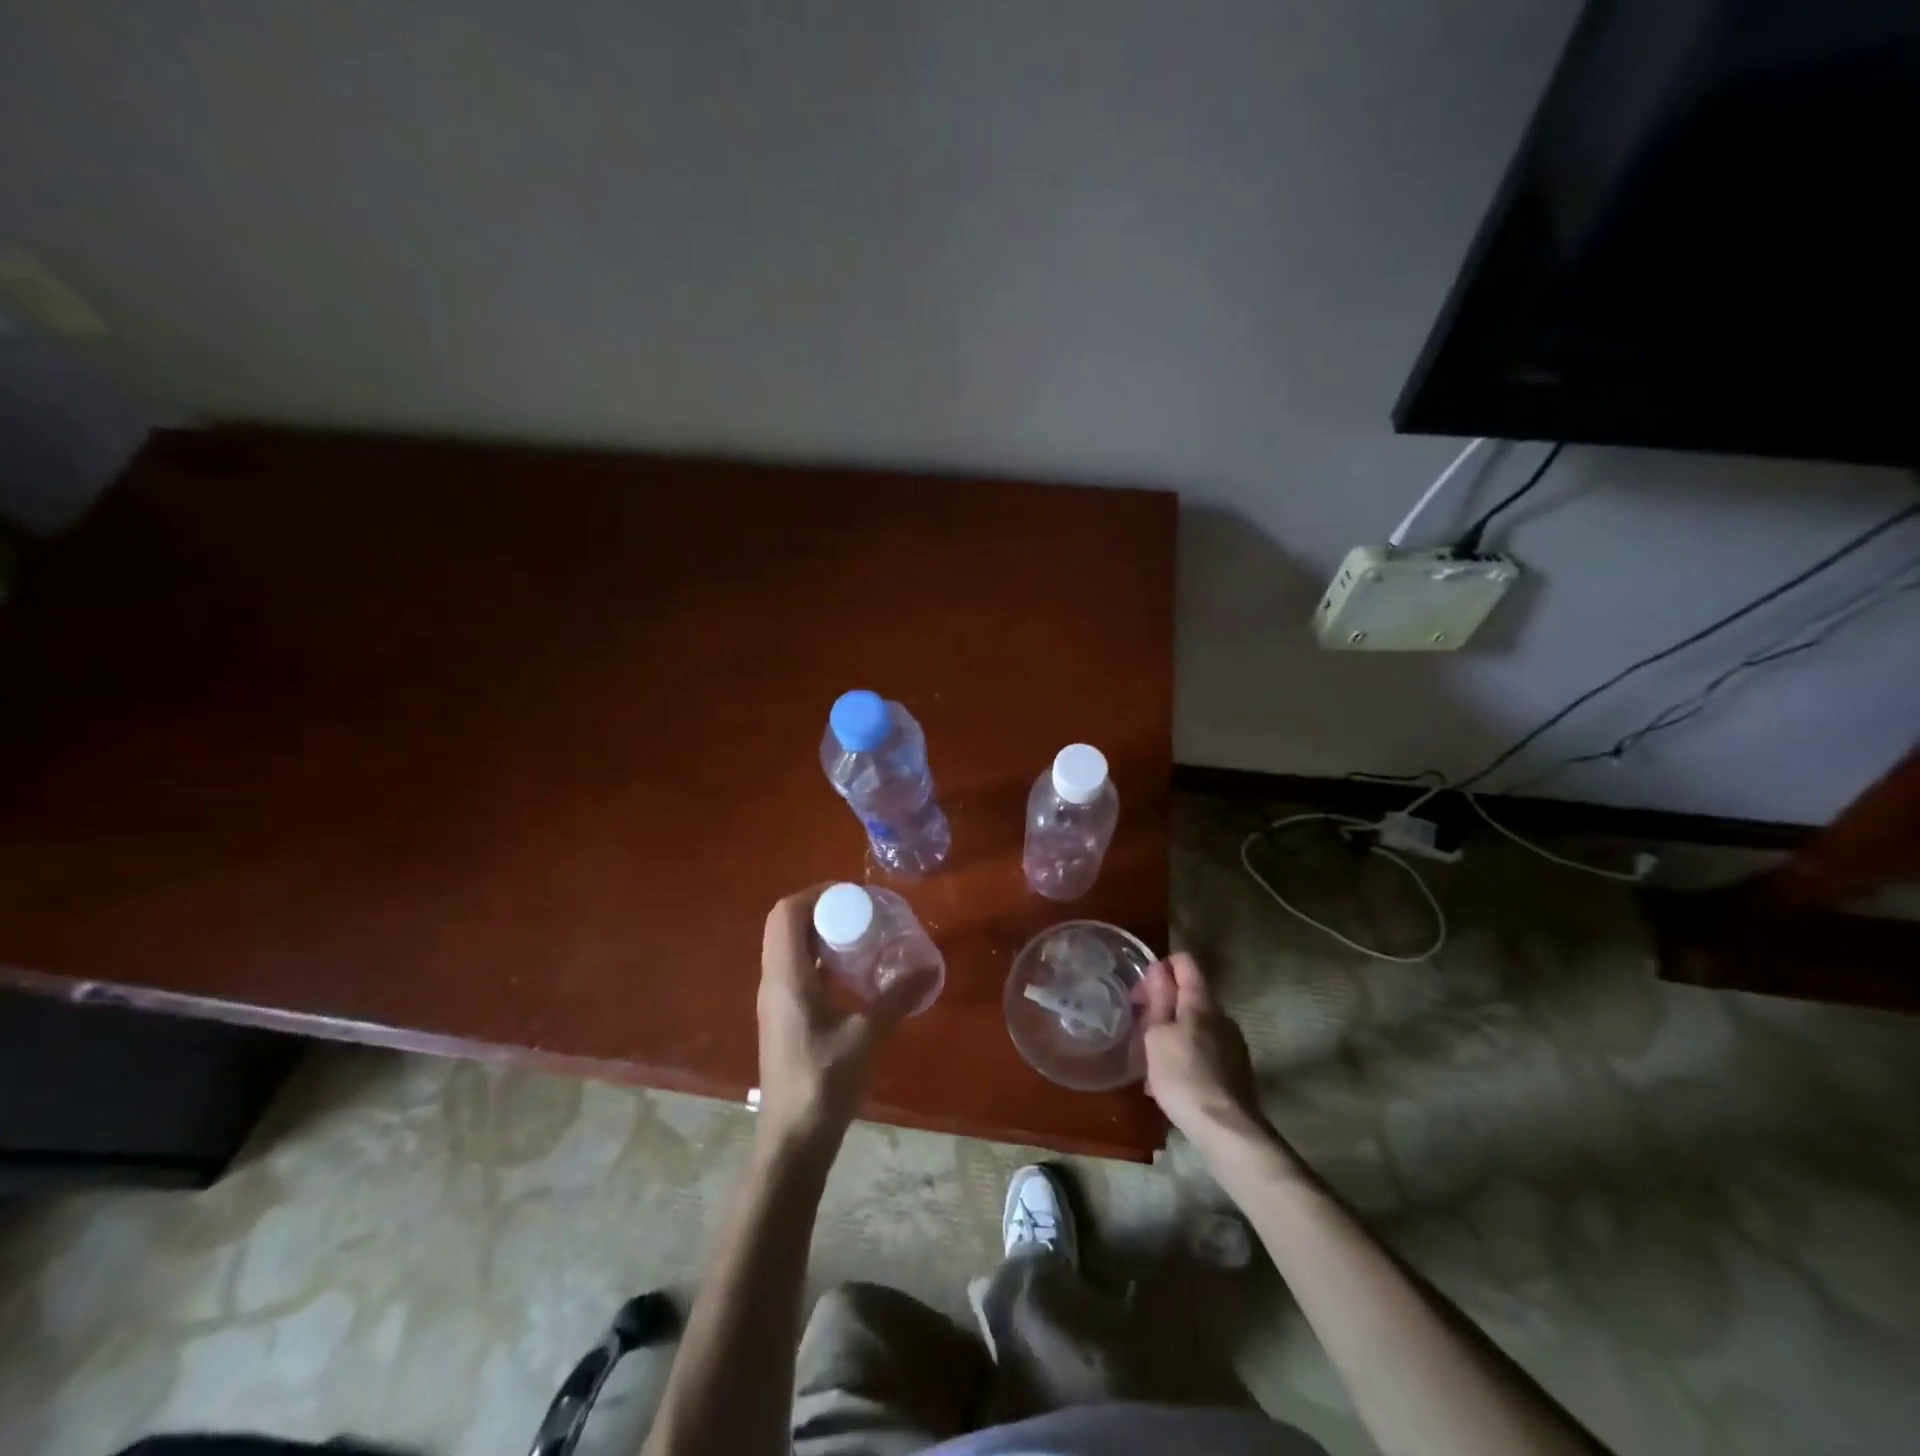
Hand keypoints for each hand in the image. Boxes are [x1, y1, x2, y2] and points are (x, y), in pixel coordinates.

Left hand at [755, 887, 929, 1154]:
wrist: (792, 1141)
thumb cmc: (823, 1084)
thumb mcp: (866, 1037)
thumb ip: (896, 998)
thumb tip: (930, 965)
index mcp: (786, 977)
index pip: (787, 913)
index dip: (816, 893)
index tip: (854, 894)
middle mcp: (774, 981)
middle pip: (786, 925)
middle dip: (821, 909)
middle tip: (862, 911)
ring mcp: (775, 1000)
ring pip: (789, 947)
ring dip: (820, 932)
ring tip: (861, 935)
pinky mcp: (783, 1016)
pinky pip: (797, 969)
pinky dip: (820, 958)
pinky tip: (852, 973)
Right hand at [1136, 952, 1265, 1148]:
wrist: (1226, 1131)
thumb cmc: (1182, 1076)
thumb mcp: (1156, 1035)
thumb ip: (1158, 1000)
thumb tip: (1159, 970)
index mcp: (1201, 1002)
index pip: (1185, 962)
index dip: (1162, 965)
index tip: (1142, 988)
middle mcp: (1222, 1016)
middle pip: (1190, 995)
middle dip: (1163, 1004)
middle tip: (1140, 1027)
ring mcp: (1233, 1043)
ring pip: (1196, 1025)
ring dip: (1173, 1032)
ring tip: (1151, 1059)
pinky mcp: (1236, 1069)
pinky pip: (1205, 1049)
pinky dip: (1186, 1054)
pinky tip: (1170, 1080)